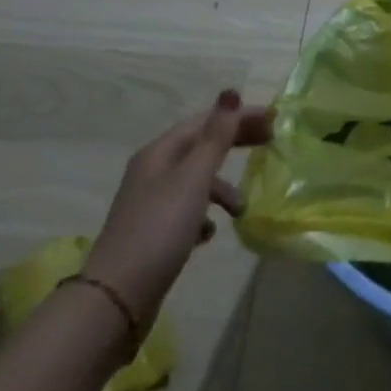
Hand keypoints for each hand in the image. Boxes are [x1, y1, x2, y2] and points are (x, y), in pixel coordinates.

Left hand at [83, 91, 272, 326]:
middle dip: (233, 144)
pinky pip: (186, 213)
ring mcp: (150, 204)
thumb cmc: (159, 229)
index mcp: (159, 153)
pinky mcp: (152, 235)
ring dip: (222, 188)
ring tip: (241, 211)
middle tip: (270, 144)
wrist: (117, 298)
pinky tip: (210, 234)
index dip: (238, 117)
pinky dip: (204, 216)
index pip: (204, 122)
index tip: (273, 119)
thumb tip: (231, 92)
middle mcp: (152, 172)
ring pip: (195, 183)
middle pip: (199, 147)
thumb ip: (216, 138)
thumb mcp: (193, 179)